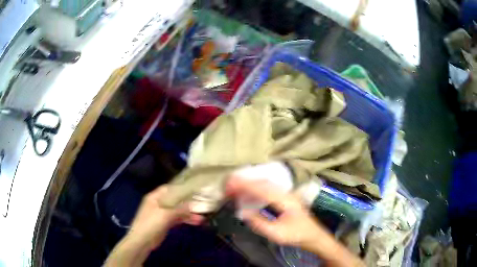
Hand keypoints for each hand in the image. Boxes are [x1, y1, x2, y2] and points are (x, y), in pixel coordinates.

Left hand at [105, 185, 202, 266]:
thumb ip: (179, 209)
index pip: (169, 188)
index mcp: (154, 197)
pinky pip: (177, 219)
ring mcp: (162, 214)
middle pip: (175, 200)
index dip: (181, 188)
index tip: (193, 189)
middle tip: (201, 204)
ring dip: (188, 214)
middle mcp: (158, 203)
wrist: (142, 241)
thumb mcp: (166, 214)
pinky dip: (185, 220)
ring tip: (202, 217)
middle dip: (187, 203)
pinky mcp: (165, 223)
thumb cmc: (151, 223)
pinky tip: (196, 222)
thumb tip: (193, 205)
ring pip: (177, 211)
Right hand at [226, 177, 364, 266]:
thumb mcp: (277, 234)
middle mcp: (286, 193)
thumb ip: (260, 223)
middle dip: (245, 182)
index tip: (230, 185)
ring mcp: (287, 194)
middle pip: (263, 183)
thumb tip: (244, 213)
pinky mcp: (285, 197)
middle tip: (228, 185)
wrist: (313, 235)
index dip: (245, 185)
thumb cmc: (296, 235)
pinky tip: (249, 191)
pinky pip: (268, 188)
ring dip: (250, 184)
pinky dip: (256, 188)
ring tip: (235, 187)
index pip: (262, 189)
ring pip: (266, 184)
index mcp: (285, 201)